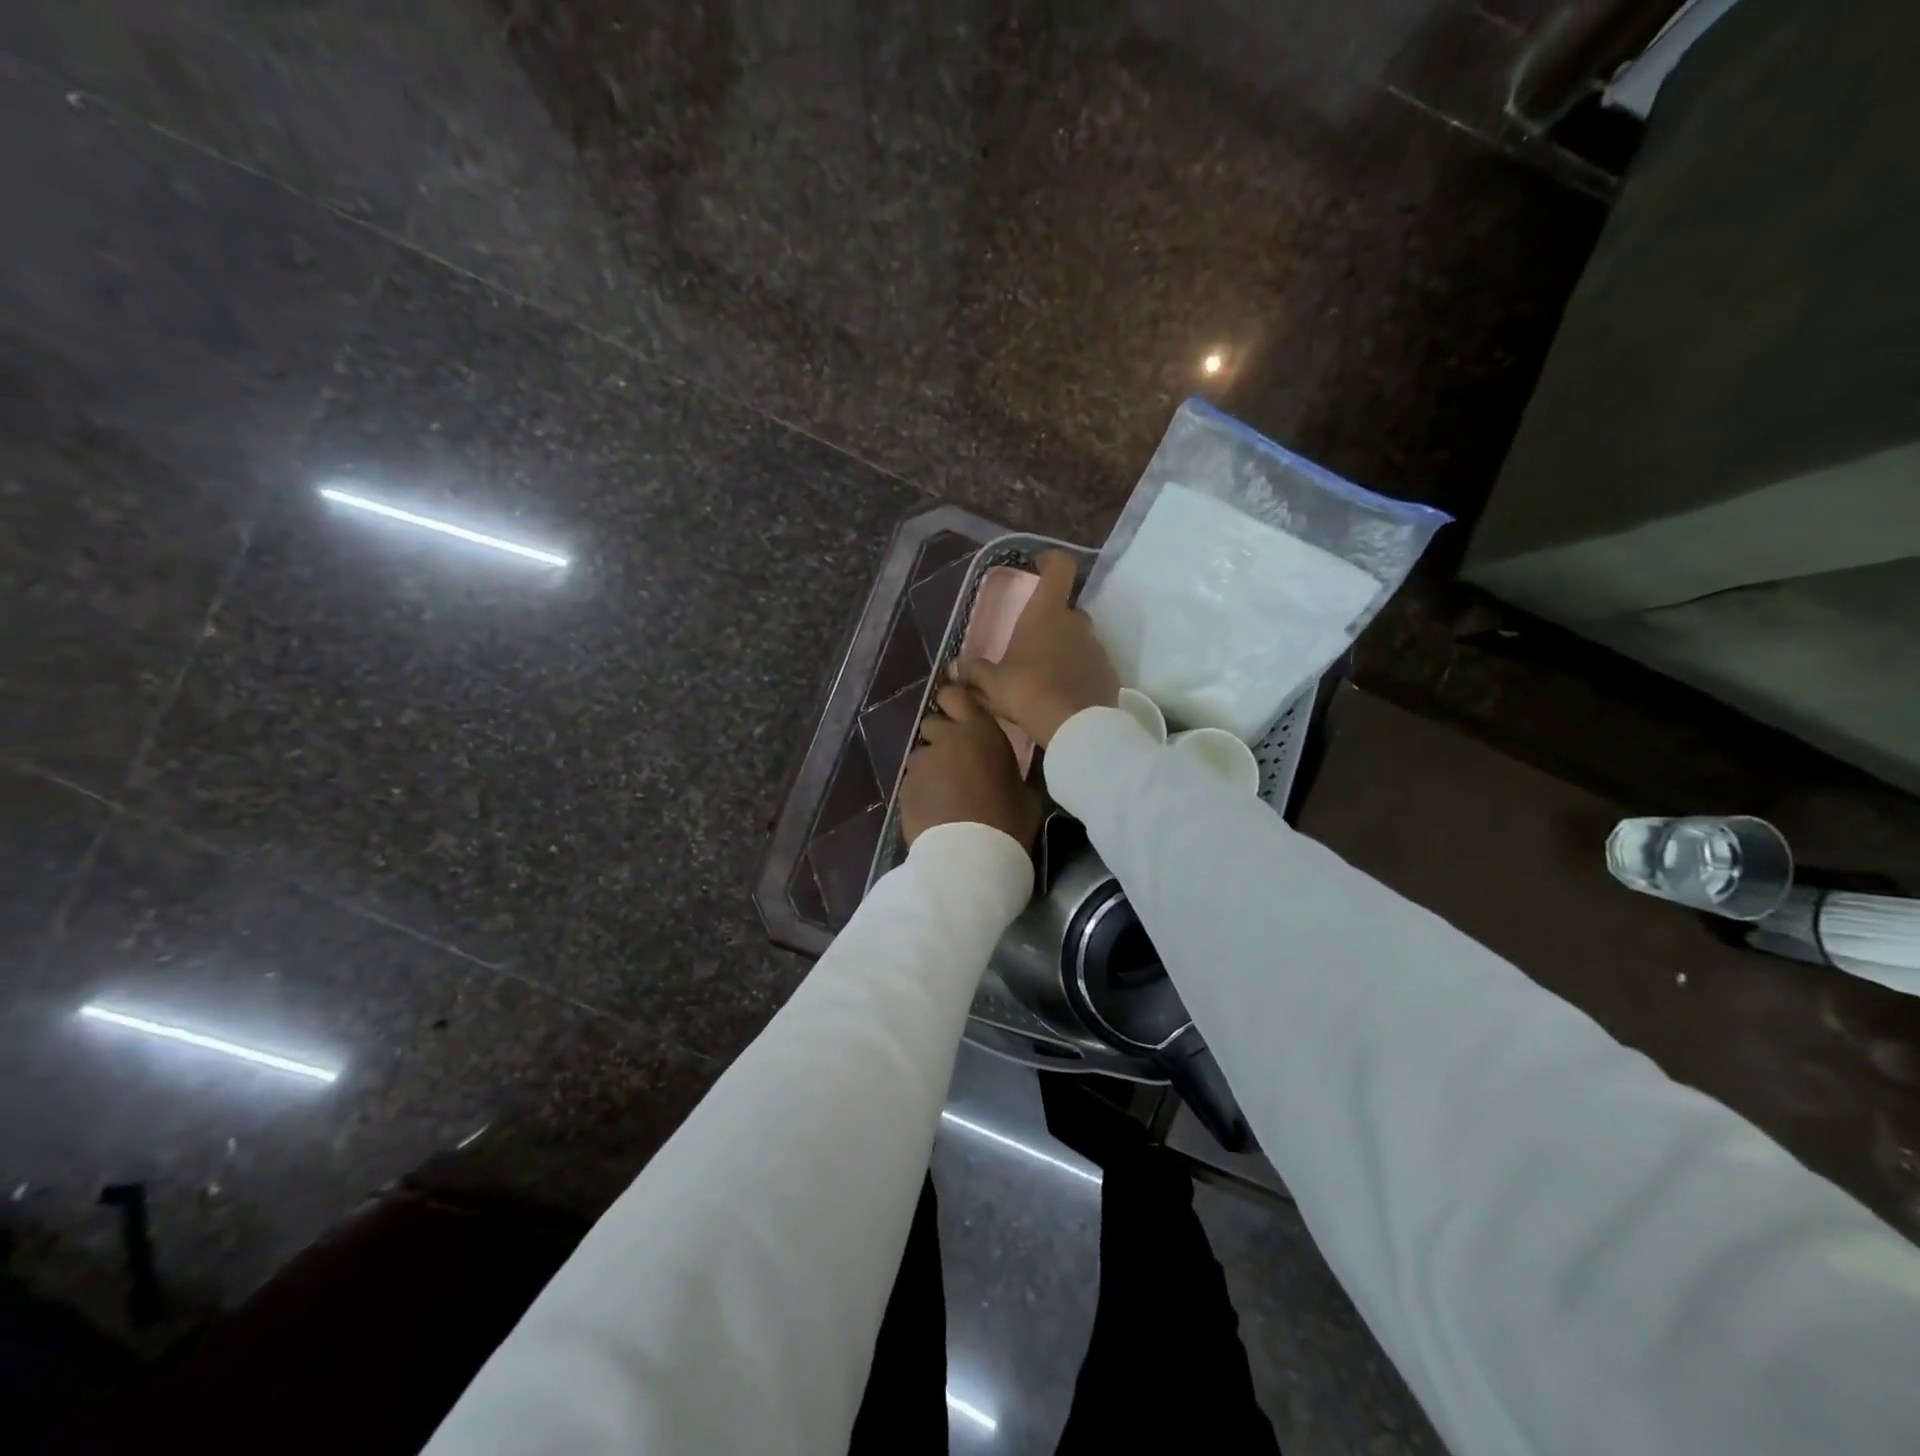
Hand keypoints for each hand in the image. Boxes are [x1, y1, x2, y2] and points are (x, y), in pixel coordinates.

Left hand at [900, 684, 1042, 848]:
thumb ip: (1007, 771)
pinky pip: (913, 782)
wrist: (969, 858)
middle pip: (933, 723)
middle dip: (941, 737)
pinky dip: (921, 791)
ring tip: (944, 793)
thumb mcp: (1024, 793)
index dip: (954, 702)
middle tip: (956, 761)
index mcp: (979, 731)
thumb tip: (1001, 774)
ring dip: (931, 767)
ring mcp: (921, 764)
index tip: (960, 715)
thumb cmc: (1008, 822)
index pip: (954, 695)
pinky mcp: (904, 789)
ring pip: (921, 755)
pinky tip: (934, 811)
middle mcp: (945, 739)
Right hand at [960, 550, 1118, 747]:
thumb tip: (957, 668)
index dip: (1050, 561)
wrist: (1074, 726)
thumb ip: (975, 672)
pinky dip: (1078, 673)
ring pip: (1079, 639)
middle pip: (1067, 609)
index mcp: (1047, 612)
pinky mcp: (1109, 673)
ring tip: (1045, 677)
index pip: (1059, 567)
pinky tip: (1063, 695)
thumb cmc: (1027, 691)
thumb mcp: (992, 683)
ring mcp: (1097, 648)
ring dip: (1064, 650)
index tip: (1038, 566)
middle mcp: (1077, 622)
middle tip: (1031, 644)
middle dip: (1052, 621)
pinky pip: (1090, 666)